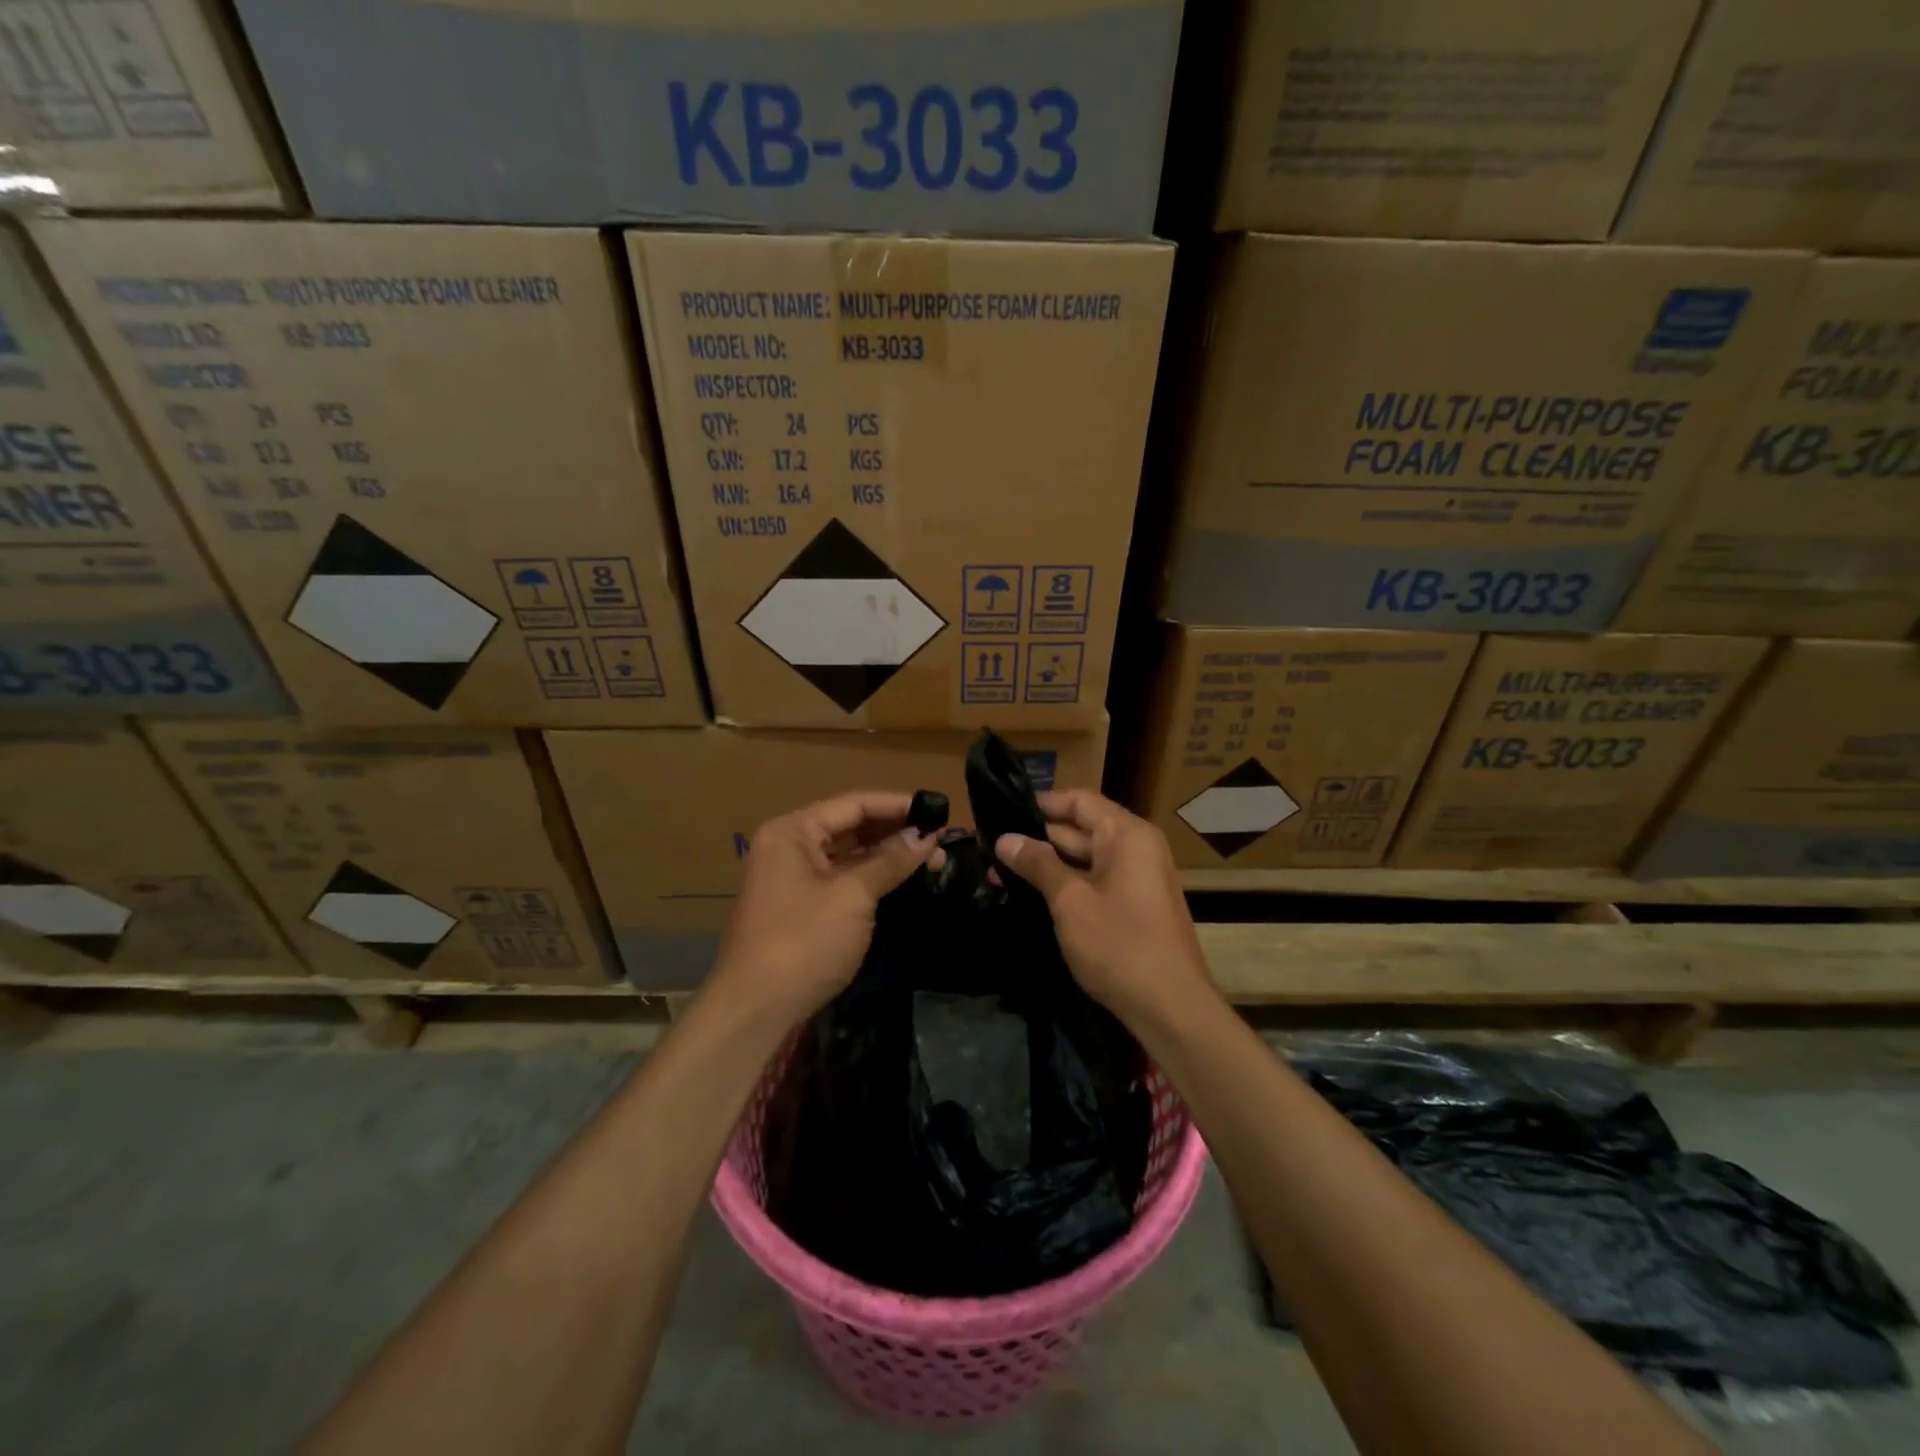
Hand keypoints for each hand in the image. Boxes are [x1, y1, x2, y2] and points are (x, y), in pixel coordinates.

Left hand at [710, 792, 939, 1023]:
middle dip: (896, 833)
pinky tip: (903, 881)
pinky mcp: (801, 905)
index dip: (898, 806)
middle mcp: (789, 846)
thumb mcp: (853, 895)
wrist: (756, 1009)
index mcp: (793, 831)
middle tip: (941, 842)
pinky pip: (842, 878)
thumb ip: (891, 861)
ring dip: (888, 856)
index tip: (938, 811)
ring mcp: (793, 877)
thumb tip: (927, 837)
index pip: (854, 804)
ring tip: (932, 861)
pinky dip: (872, 877)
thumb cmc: (804, 941)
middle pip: (851, 826)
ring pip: (849, 854)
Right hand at [996, 790, 1213, 1023]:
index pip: (1079, 800)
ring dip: (1049, 864)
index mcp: (1126, 834)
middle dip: (1038, 838)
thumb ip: (1037, 864)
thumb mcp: (1070, 901)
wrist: (1171, 1007)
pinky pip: (1097, 880)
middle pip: (1081, 828)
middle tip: (991, 850)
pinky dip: (1068, 884)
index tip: (1002, 813)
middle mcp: (1137, 847)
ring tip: (1000, 874)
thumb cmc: (1119, 945)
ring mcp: (1139, 878)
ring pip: (1086, 858)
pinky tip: (1034, 896)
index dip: (1041, 804)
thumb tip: (1005, 838)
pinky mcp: (1136, 905)